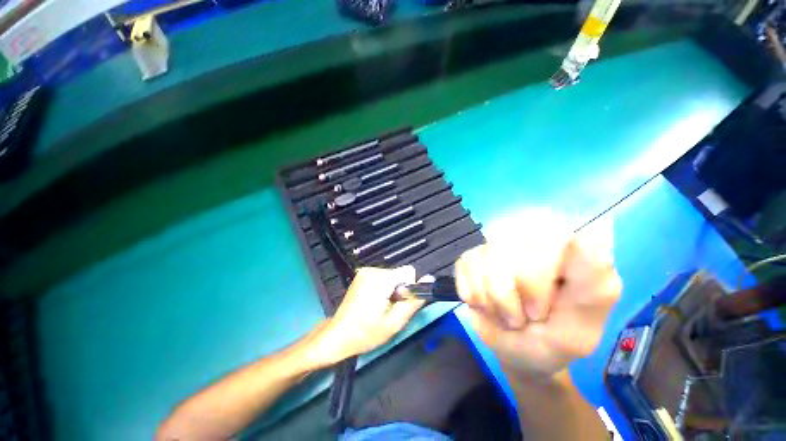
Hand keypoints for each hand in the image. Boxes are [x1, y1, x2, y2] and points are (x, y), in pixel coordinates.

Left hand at [314, 266, 424, 364]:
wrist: (338, 335)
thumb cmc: (365, 333)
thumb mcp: (395, 322)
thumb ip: (414, 301)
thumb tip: (430, 279)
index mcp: (380, 280)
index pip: (408, 271)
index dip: (408, 288)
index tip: (398, 302)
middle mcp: (372, 270)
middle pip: (399, 274)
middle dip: (399, 290)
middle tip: (387, 309)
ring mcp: (365, 271)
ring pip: (392, 276)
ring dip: (390, 290)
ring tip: (379, 307)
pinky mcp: (362, 274)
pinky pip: (382, 277)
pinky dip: (383, 288)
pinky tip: (373, 302)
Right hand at [455, 211, 620, 379]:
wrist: (516, 350)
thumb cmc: (554, 340)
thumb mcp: (582, 326)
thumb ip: (593, 284)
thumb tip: (594, 232)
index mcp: (565, 248)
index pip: (549, 234)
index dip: (537, 276)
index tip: (541, 310)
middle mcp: (529, 238)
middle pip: (510, 248)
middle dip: (513, 294)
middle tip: (525, 318)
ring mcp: (495, 245)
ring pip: (485, 258)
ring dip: (492, 298)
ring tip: (505, 314)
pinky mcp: (471, 256)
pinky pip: (465, 265)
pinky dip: (473, 294)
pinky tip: (485, 303)